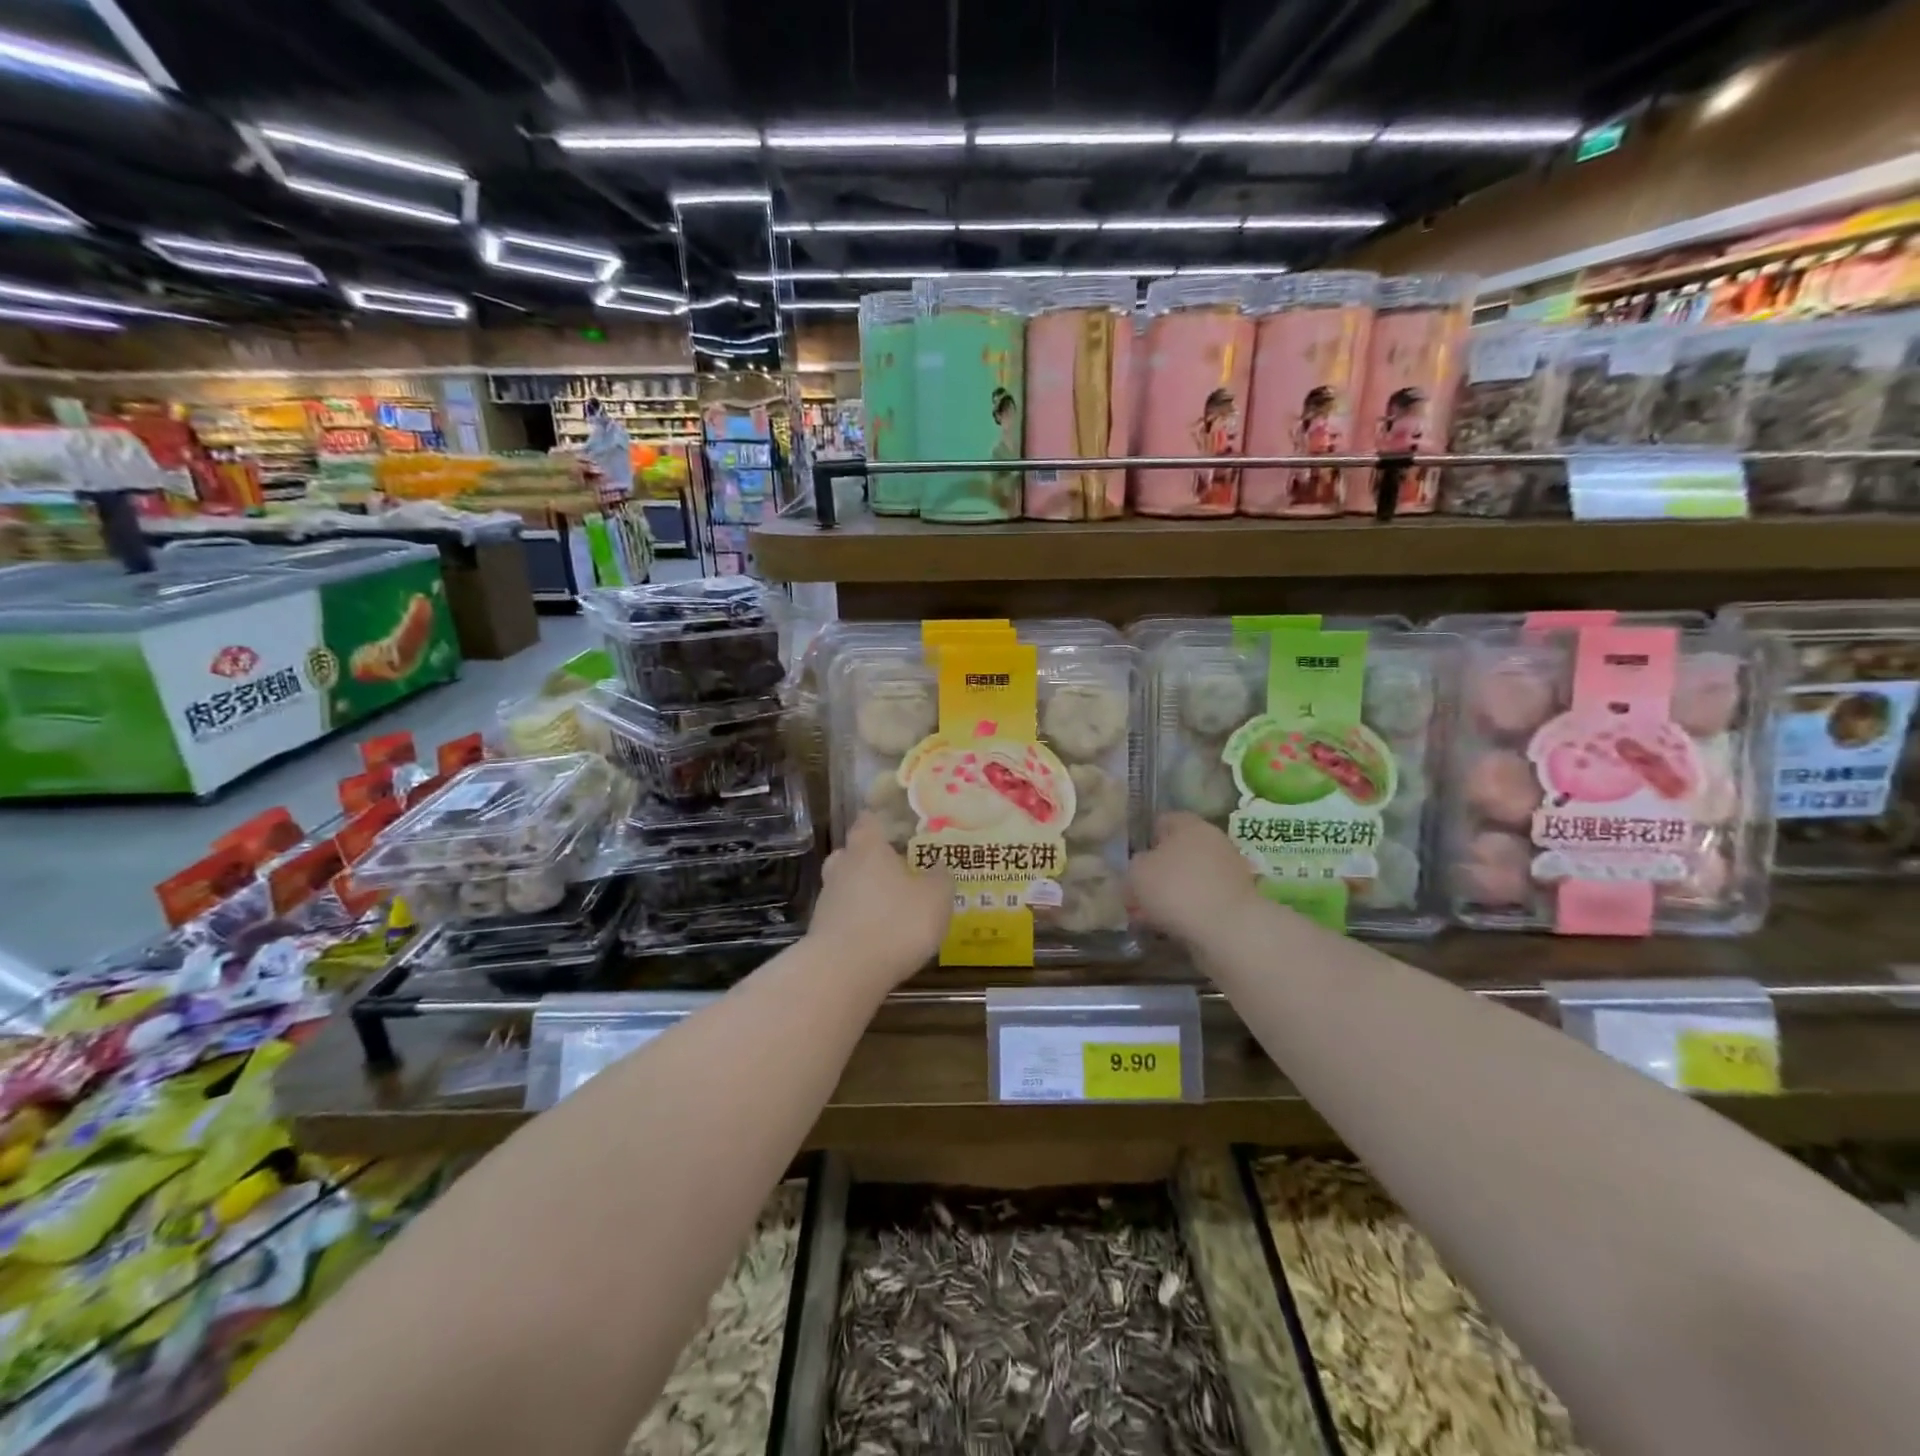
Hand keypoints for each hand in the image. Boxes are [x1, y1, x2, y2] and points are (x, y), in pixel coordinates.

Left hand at [809, 814, 951, 985]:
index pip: (868, 822)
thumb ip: (939, 878)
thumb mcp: (935, 898)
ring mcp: (827, 901)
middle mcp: (842, 868)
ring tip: (890, 908)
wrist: (844, 973)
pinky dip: (858, 921)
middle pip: (852, 854)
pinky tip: (878, 936)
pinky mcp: (821, 933)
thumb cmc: (895, 922)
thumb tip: (938, 865)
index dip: (880, 821)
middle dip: (870, 859)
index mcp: (867, 849)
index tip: (895, 825)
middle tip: (895, 869)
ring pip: (846, 886)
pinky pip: (844, 917)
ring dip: (864, 893)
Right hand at [1128, 813, 1261, 945]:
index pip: (1163, 821)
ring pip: (1191, 878)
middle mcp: (1213, 840)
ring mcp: (1230, 870)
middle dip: (1158, 871)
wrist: (1229, 930)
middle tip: (1138, 893)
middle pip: (1178, 851)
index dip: (1145, 840)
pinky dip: (1189, 910)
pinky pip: (1204, 899)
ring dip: (1172, 893)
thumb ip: (1135, 864)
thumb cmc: (1177, 889)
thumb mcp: (1136, 872)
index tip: (1133, 862)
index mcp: (1189, 824)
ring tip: (1150, 916)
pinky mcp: (1239, 898)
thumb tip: (1142, 867)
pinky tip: (1172, 927)